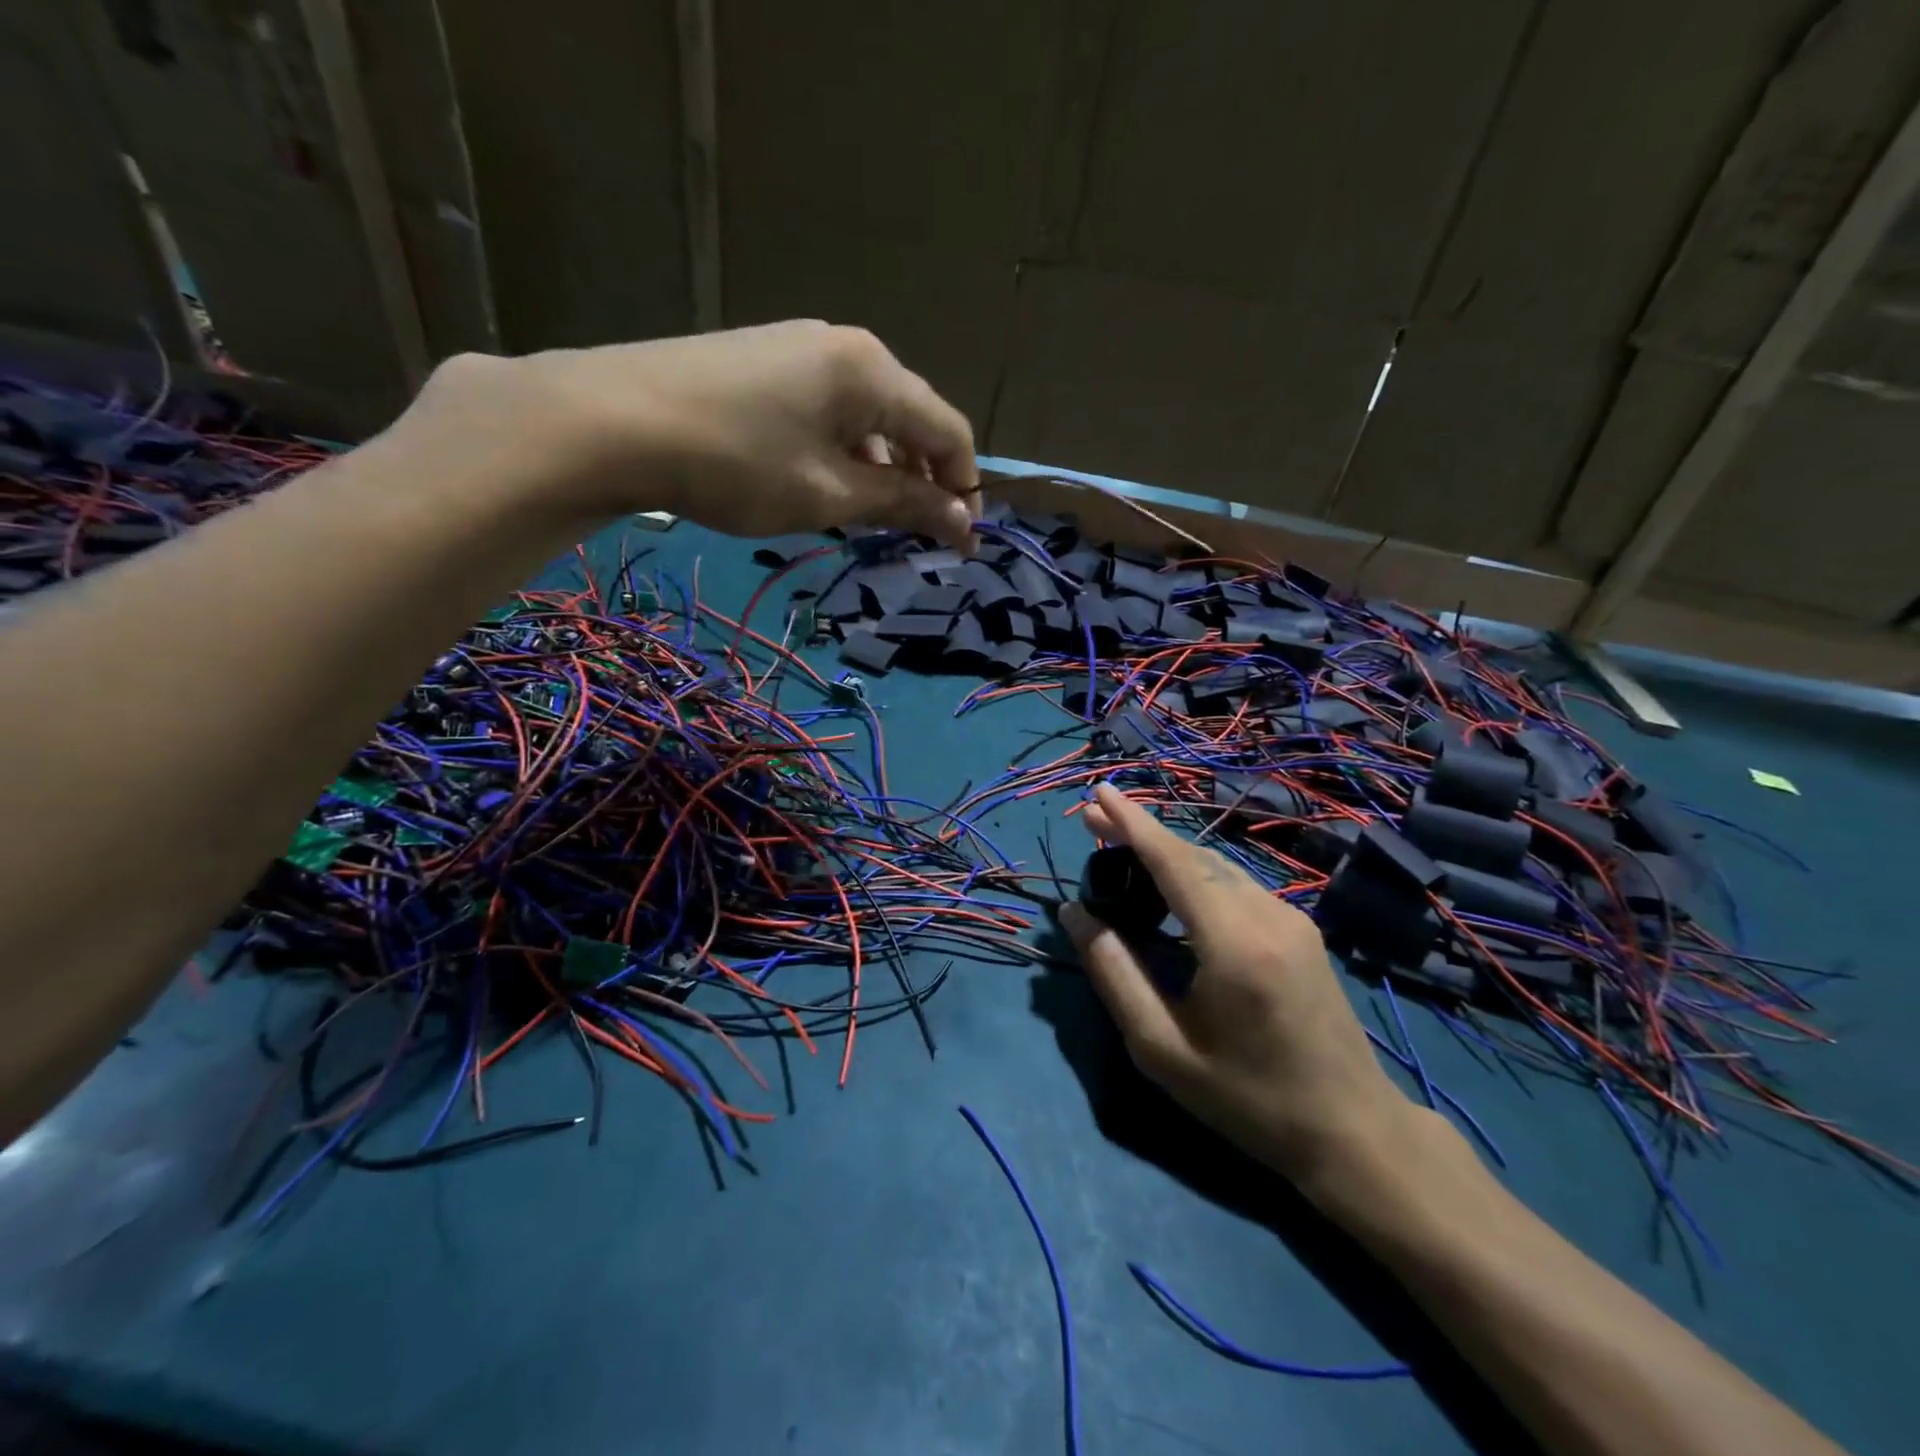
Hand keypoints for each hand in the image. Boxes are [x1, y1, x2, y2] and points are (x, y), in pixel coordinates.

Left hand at [408, 321, 980, 549]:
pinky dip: (844, 451)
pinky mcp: (766, 359)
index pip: (948, 431)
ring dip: (883, 469)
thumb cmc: (738, 464)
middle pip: (911, 418)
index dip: (964, 488)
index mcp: (875, 372)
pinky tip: (824, 482)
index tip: (963, 542)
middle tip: (915, 534)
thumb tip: (963, 520)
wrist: (614, 420)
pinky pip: (830, 408)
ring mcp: (801, 347)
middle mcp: (847, 347)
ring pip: (869, 415)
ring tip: (869, 517)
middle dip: (924, 479)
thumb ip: (903, 504)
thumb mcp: (830, 495)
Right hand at [1059, 785, 1415, 1199]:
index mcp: (1233, 943)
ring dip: (1168, 853)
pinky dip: (1196, 875)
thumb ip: (1113, 974)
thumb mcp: (1161, 1048)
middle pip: (1194, 856)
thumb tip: (1075, 914)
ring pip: (1218, 867)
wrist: (1352, 1130)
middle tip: (1093, 824)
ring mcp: (1291, 919)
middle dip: (1141, 834)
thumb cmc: (1247, 1098)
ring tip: (1122, 851)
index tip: (1098, 792)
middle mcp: (1267, 915)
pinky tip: (1172, 889)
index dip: (1132, 823)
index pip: (1173, 862)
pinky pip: (1238, 885)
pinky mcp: (1301, 931)